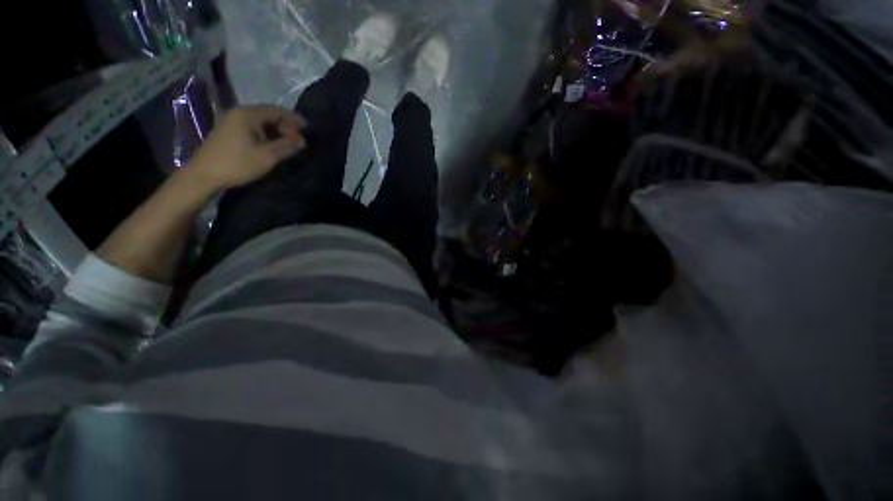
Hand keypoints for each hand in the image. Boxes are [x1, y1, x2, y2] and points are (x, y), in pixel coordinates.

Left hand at [186, 105, 305, 191]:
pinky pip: (253, 127)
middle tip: (298, 139)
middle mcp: (239, 113)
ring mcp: (231, 122)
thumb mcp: (267, 156)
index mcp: (248, 114)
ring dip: (276, 130)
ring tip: (289, 143)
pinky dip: (266, 134)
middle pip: (268, 114)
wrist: (204, 175)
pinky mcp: (228, 131)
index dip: (293, 118)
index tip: (308, 128)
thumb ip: (287, 146)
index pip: (276, 110)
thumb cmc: (237, 164)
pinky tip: (272, 144)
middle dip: (285, 125)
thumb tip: (302, 140)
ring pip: (260, 121)